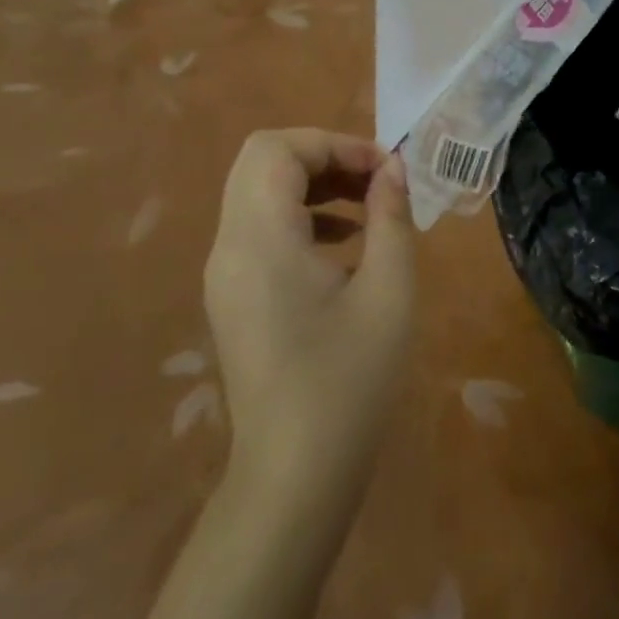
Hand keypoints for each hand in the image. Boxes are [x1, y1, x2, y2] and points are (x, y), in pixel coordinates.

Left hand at [203, 130, 414, 505]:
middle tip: (377, 179)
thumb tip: (392, 169)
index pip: (276, 149)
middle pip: (262, 163)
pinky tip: (347, 245)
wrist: (295, 475)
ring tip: (370, 206)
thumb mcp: (389, 291)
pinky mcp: (233, 297)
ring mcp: (225, 275)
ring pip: (259, 194)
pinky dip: (302, 217)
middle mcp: (229, 248)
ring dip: (314, 184)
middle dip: (324, 157)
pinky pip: (261, 230)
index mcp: (260, 240)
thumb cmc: (350, 379)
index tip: (385, 168)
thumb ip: (391, 217)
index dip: (333, 143)